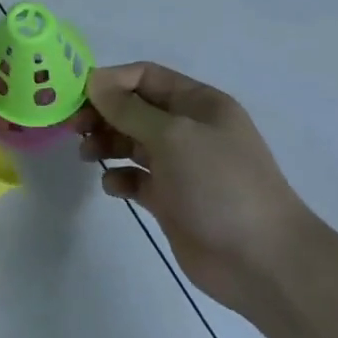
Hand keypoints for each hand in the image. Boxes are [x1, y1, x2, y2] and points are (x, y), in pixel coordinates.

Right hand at [77, 62, 315, 306]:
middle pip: (135, 108)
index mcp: (198, 103)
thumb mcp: (174, 136)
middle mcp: (188, 129)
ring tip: (88, 156)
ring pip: (132, 142)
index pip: (146, 76)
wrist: (261, 261)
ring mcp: (180, 165)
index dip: (111, 81)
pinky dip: (121, 178)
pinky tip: (115, 187)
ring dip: (107, 143)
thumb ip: (130, 109)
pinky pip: (136, 178)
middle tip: (76, 129)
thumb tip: (95, 81)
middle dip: (103, 113)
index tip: (78, 96)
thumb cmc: (220, 185)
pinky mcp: (171, 199)